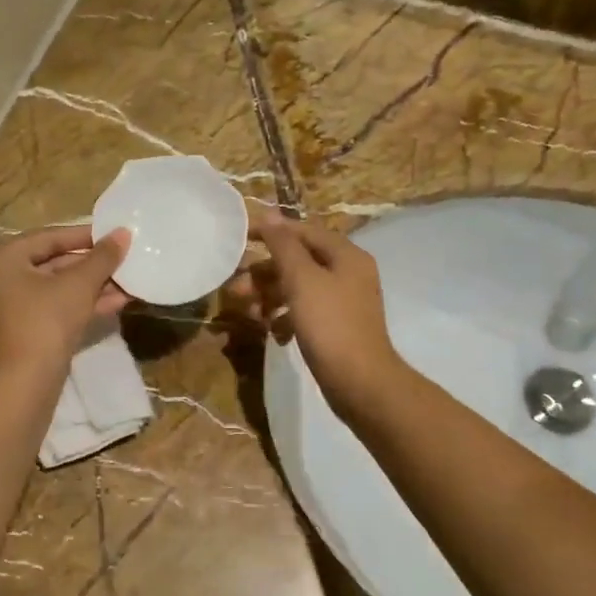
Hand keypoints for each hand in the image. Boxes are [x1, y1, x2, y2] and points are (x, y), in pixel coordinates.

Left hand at [0, 227, 129, 378]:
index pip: (47, 238)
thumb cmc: (44, 322)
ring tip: (128, 282)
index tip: (114, 234)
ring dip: (92, 287)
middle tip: (123, 260)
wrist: (22, 386)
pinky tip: (116, 302)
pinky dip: (80, 305)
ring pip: (55, 290)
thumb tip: (123, 233)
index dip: (85, 235)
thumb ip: (102, 257)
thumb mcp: (78, 285)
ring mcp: (6, 310)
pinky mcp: (21, 334)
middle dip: (91, 266)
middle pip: (51, 264)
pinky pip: (53, 310)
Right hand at [223, 213, 402, 422]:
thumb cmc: (329, 324)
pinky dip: (285, 318)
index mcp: (346, 255)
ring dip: (270, 297)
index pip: (303, 231)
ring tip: (248, 315)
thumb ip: (283, 245)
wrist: (360, 382)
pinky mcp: (337, 327)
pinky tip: (273, 334)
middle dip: (264, 274)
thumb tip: (269, 213)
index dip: (271, 232)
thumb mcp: (301, 279)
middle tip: (235, 289)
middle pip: (298, 261)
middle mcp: (348, 273)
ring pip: (298, 288)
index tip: (240, 239)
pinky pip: (305, 312)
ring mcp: (344, 302)